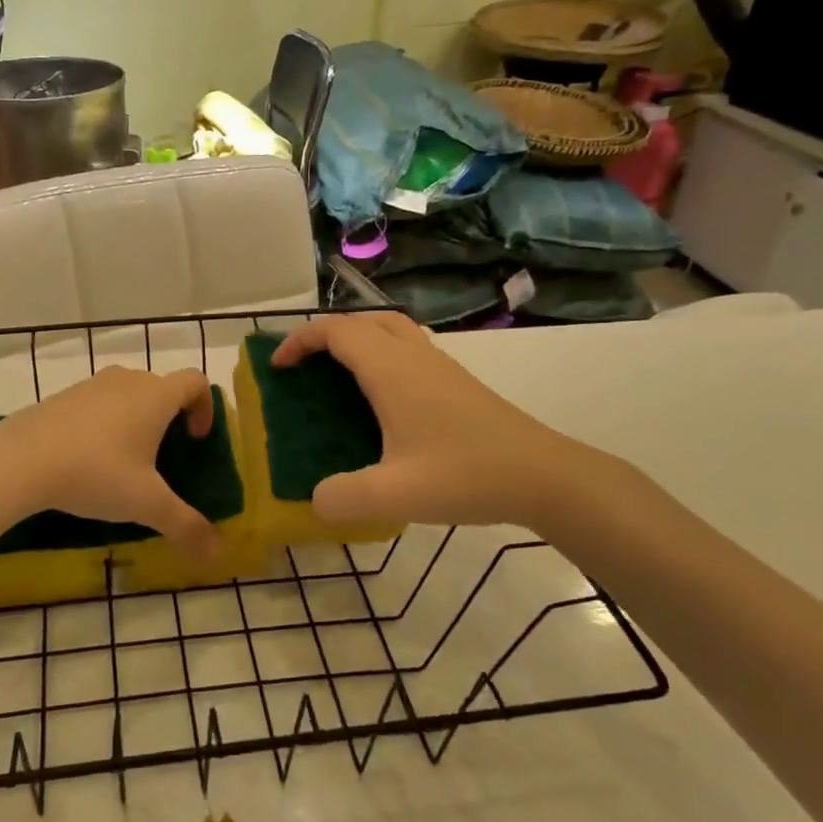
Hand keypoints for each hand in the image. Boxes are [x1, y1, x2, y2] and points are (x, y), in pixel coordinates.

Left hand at [0, 366, 220, 558]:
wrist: (20, 459)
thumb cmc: (96, 472)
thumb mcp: (146, 504)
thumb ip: (185, 525)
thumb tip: (217, 551)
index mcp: (156, 395)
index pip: (196, 382)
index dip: (205, 407)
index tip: (196, 440)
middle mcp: (127, 380)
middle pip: (161, 388)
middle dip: (170, 418)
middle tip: (164, 458)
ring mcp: (91, 385)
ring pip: (127, 394)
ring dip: (136, 420)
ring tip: (125, 461)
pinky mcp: (62, 397)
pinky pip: (97, 404)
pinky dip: (104, 424)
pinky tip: (88, 460)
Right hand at [271, 314, 603, 530]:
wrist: (545, 476)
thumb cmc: (467, 475)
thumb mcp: (395, 495)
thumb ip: (343, 498)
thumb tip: (314, 500)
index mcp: (392, 370)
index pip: (335, 331)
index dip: (299, 341)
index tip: (278, 368)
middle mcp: (413, 356)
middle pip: (361, 321)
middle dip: (324, 336)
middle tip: (304, 369)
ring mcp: (439, 366)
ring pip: (388, 330)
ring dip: (356, 340)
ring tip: (337, 377)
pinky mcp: (456, 381)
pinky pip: (406, 348)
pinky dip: (380, 355)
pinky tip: (381, 400)